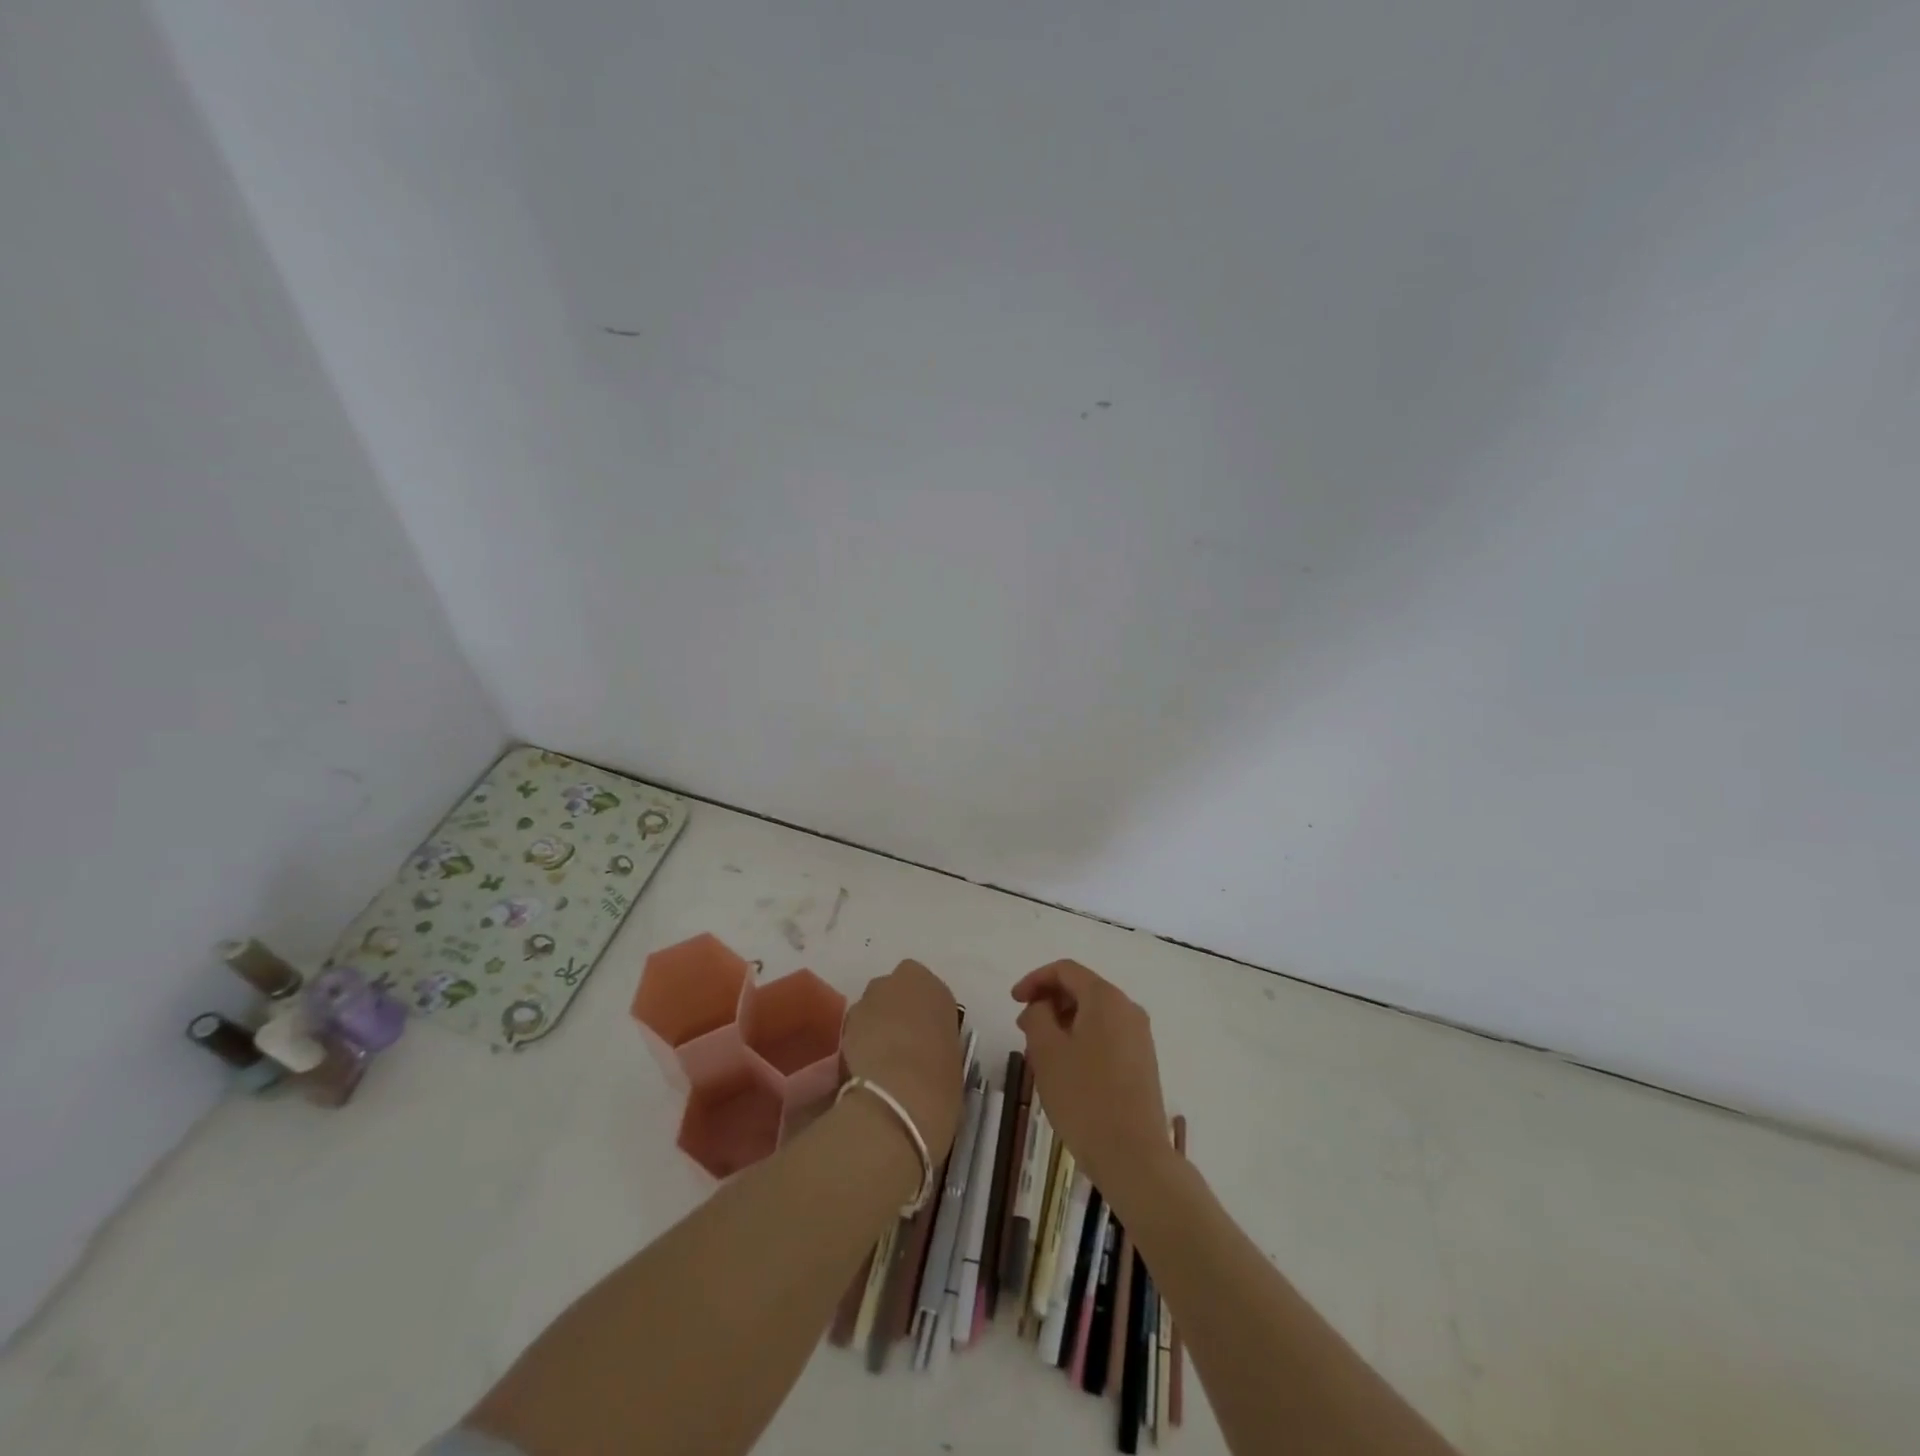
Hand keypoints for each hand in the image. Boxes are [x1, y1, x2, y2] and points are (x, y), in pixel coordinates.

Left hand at [842, 959, 963, 1162]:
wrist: (898, 1099)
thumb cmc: (939, 1079)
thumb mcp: (953, 1057)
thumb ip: (937, 1041)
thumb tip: (926, 1052)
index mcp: (931, 985)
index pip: (926, 989)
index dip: (924, 1012)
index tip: (927, 1036)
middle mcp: (895, 982)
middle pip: (893, 994)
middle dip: (895, 1014)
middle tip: (903, 1048)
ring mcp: (864, 1001)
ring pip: (870, 1011)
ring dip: (874, 1029)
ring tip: (881, 1066)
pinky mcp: (840, 1027)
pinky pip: (854, 1032)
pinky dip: (857, 1047)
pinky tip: (865, 1074)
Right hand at [1013, 960, 1169, 1199]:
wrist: (1134, 1156)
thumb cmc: (1084, 1097)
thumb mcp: (1047, 1052)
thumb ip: (1037, 1017)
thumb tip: (1041, 1007)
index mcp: (1105, 998)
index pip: (1065, 970)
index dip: (1035, 979)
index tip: (1013, 1001)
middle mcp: (1128, 1009)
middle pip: (1082, 990)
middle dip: (1049, 1003)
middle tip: (1023, 1030)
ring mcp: (1139, 1037)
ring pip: (1093, 1016)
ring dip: (1063, 1025)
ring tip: (1040, 1055)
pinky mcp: (1143, 1062)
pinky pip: (1106, 1036)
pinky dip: (1082, 1040)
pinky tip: (1065, 1070)